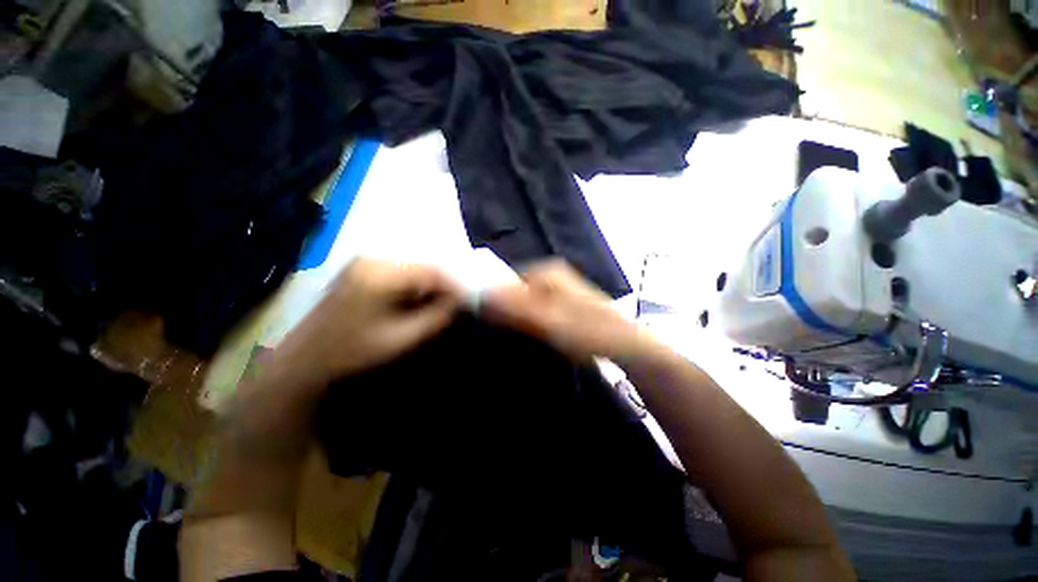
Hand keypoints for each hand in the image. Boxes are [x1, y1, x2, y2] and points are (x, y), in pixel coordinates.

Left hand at [275, 258, 462, 386]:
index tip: (469, 301)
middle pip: (423, 266)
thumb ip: (436, 317)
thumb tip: (461, 302)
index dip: (455, 285)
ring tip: (441, 304)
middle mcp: (372, 259)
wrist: (304, 359)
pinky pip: (399, 271)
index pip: (431, 271)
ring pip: (413, 268)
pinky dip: (414, 285)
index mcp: (380, 274)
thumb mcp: (401, 338)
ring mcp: (364, 262)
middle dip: (443, 285)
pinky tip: (418, 301)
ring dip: (430, 286)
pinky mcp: (361, 268)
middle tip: (457, 304)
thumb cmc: (351, 352)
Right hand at [480, 260, 645, 360]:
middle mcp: (553, 275)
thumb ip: (514, 307)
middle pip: (518, 291)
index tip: (492, 324)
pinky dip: (535, 320)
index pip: (507, 281)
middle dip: (509, 310)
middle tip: (509, 333)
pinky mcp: (566, 303)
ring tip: (523, 336)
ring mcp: (561, 288)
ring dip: (522, 317)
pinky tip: (538, 334)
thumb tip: (480, 295)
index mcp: (547, 271)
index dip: (496, 301)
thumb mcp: (547, 319)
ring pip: (529, 301)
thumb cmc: (587, 330)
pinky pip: (540, 309)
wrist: (625, 344)